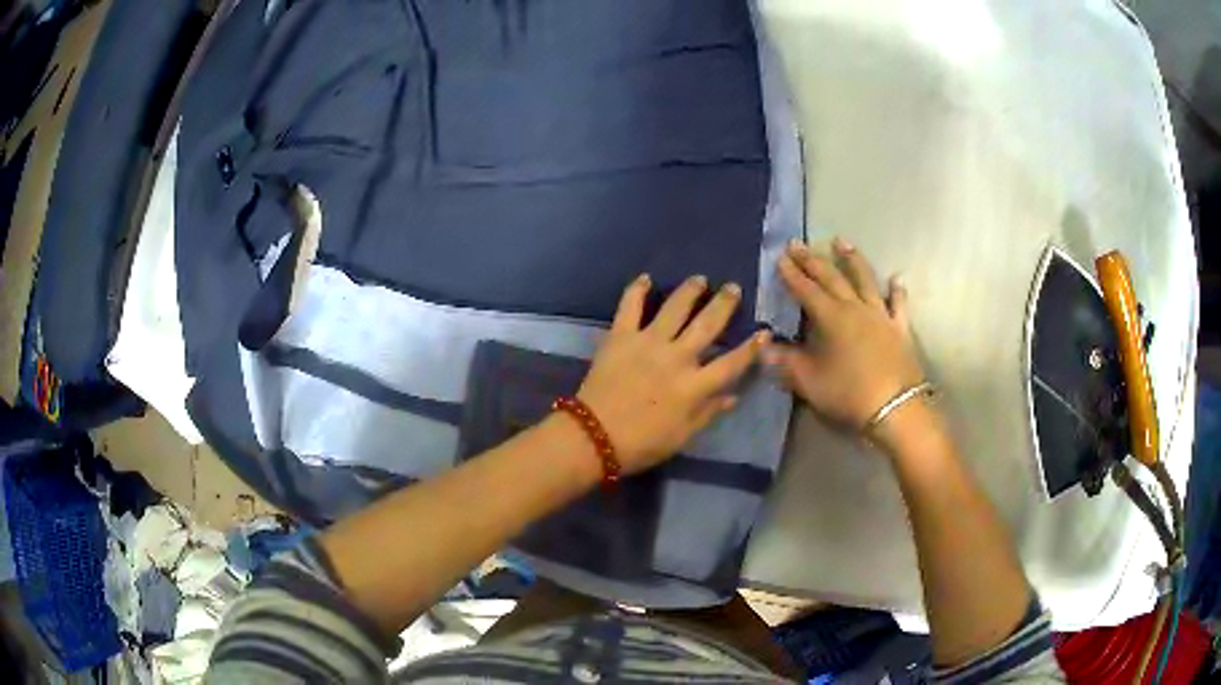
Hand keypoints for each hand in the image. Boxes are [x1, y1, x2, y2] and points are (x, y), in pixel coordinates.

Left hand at [578, 274, 770, 473]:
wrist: (593, 436)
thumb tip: (733, 395)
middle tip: (733, 288)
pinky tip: (645, 278)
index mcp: (695, 385)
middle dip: (724, 304)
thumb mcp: (683, 436)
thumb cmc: (642, 443)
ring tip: (700, 279)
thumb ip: (709, 412)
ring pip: (675, 308)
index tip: (765, 332)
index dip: (751, 348)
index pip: (732, 363)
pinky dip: (636, 290)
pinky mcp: (620, 336)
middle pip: (707, 325)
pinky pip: (630, 306)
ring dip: (689, 290)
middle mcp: (677, 357)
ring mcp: (648, 342)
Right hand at [765, 238, 924, 432]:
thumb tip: (763, 347)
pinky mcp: (900, 329)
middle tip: (799, 243)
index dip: (792, 274)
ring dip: (852, 260)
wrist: (895, 408)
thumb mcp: (809, 382)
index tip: (780, 257)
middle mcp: (855, 308)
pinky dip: (897, 291)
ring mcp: (880, 316)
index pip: (806, 290)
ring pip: (865, 281)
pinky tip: (896, 279)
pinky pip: (898, 305)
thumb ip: (786, 362)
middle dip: (813, 260)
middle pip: (832, 278)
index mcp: (831, 318)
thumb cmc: (848, 394)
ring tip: (842, 241)